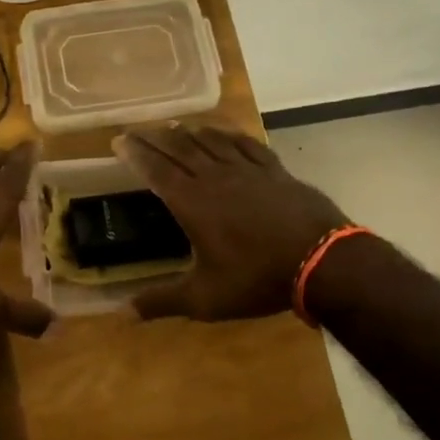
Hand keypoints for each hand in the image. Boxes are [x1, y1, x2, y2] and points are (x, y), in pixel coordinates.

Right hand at [115, 126, 352, 320]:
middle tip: (136, 128)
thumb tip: (120, 313)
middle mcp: (215, 177)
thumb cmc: (256, 278)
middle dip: (154, 136)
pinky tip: (224, 132)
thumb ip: (162, 301)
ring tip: (173, 125)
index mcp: (192, 202)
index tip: (118, 140)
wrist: (321, 261)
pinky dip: (229, 135)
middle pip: (179, 148)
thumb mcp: (205, 299)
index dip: (135, 153)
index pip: (156, 169)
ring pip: (211, 141)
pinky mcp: (274, 170)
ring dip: (188, 131)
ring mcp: (247, 170)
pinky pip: (246, 145)